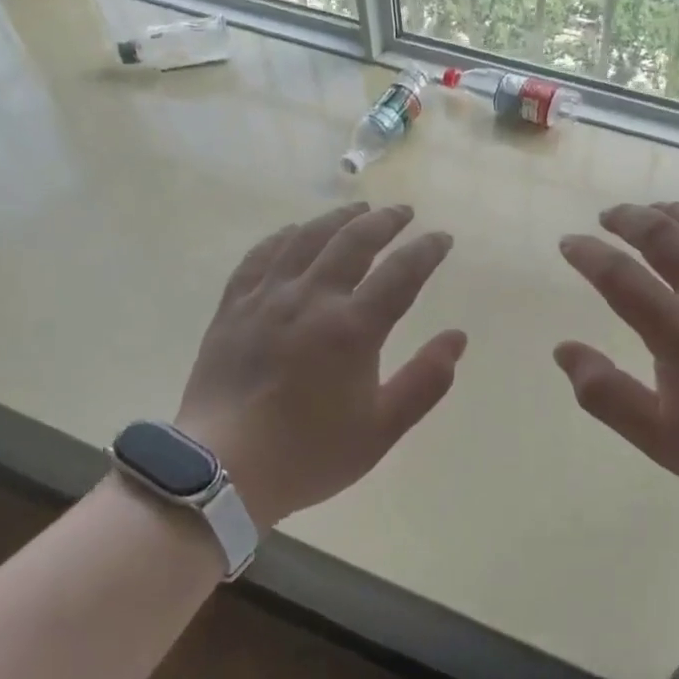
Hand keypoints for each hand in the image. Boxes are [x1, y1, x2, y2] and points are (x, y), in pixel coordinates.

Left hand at [176, 203, 466, 526]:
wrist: (221, 470)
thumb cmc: (309, 454)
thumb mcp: (381, 429)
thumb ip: (425, 382)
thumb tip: (457, 338)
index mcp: (352, 329)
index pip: (401, 273)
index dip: (426, 251)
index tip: (442, 238)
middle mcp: (311, 299)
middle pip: (353, 242)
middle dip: (384, 221)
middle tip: (404, 212)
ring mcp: (267, 299)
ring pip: (306, 239)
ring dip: (337, 218)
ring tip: (357, 208)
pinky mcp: (233, 307)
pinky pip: (260, 256)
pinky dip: (282, 237)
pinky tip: (293, 231)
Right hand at [555, 201, 678, 523]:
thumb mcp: (660, 438)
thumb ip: (605, 393)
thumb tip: (563, 349)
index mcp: (678, 330)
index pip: (618, 276)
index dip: (587, 254)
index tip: (569, 243)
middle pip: (663, 235)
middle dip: (628, 219)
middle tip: (608, 216)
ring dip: (674, 212)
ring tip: (655, 211)